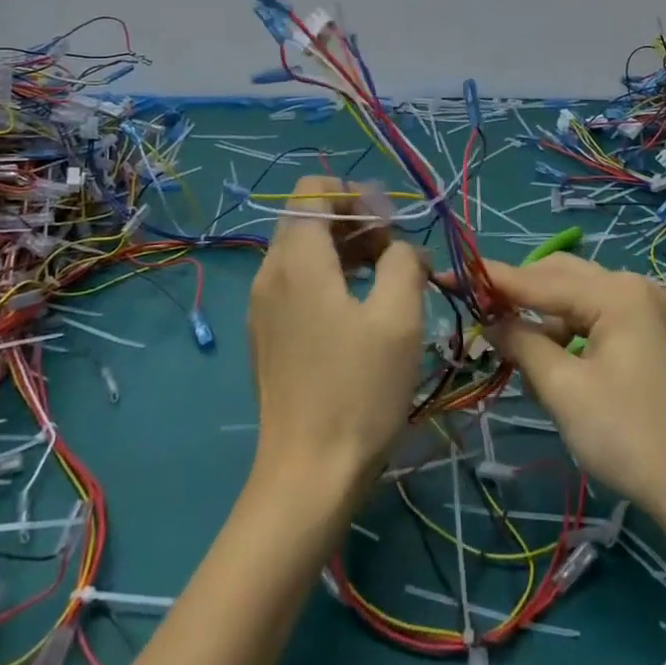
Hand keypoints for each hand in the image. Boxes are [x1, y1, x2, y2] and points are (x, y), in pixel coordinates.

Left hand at [246, 177, 426, 497]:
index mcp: (296, 259)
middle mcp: (270, 272)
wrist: (308, 475)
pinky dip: (328, 277)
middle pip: (307, 217)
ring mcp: (263, 306)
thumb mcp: (398, 318)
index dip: (355, 195)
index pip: (313, 189)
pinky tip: (360, 309)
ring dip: (344, 249)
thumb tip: (401, 250)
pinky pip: (296, 282)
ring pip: (302, 250)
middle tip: (393, 254)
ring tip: (386, 279)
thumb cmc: (358, 390)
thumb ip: (403, 262)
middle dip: (354, 221)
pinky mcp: (267, 333)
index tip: (389, 227)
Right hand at [486, 254, 665, 519]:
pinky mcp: (654, 335)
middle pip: (563, 277)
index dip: (491, 279)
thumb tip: (490, 321)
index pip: (540, 278)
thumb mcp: (564, 390)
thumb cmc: (630, 436)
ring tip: (512, 345)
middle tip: (478, 311)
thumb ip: (522, 344)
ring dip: (545, 316)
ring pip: (580, 298)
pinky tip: (553, 358)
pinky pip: (599, 317)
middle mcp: (635, 288)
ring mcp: (650, 310)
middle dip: (520, 294)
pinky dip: (571, 331)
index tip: (448, 275)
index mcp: (616, 292)